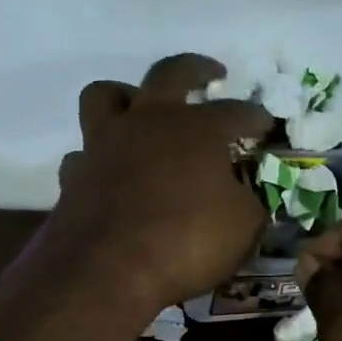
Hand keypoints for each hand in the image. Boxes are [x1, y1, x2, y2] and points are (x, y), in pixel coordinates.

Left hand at [48, 54, 272, 314]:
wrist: (107, 271)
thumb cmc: (187, 242)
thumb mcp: (243, 227)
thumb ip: (248, 201)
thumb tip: (244, 194)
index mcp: (197, 129)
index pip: (236, 112)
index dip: (255, 117)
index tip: (266, 124)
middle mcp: (148, 122)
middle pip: (169, 74)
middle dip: (195, 69)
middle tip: (211, 74)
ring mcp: (104, 144)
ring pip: (106, 96)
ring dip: (127, 96)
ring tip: (141, 109)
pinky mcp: (74, 175)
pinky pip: (84, 153)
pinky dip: (99, 157)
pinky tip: (110, 172)